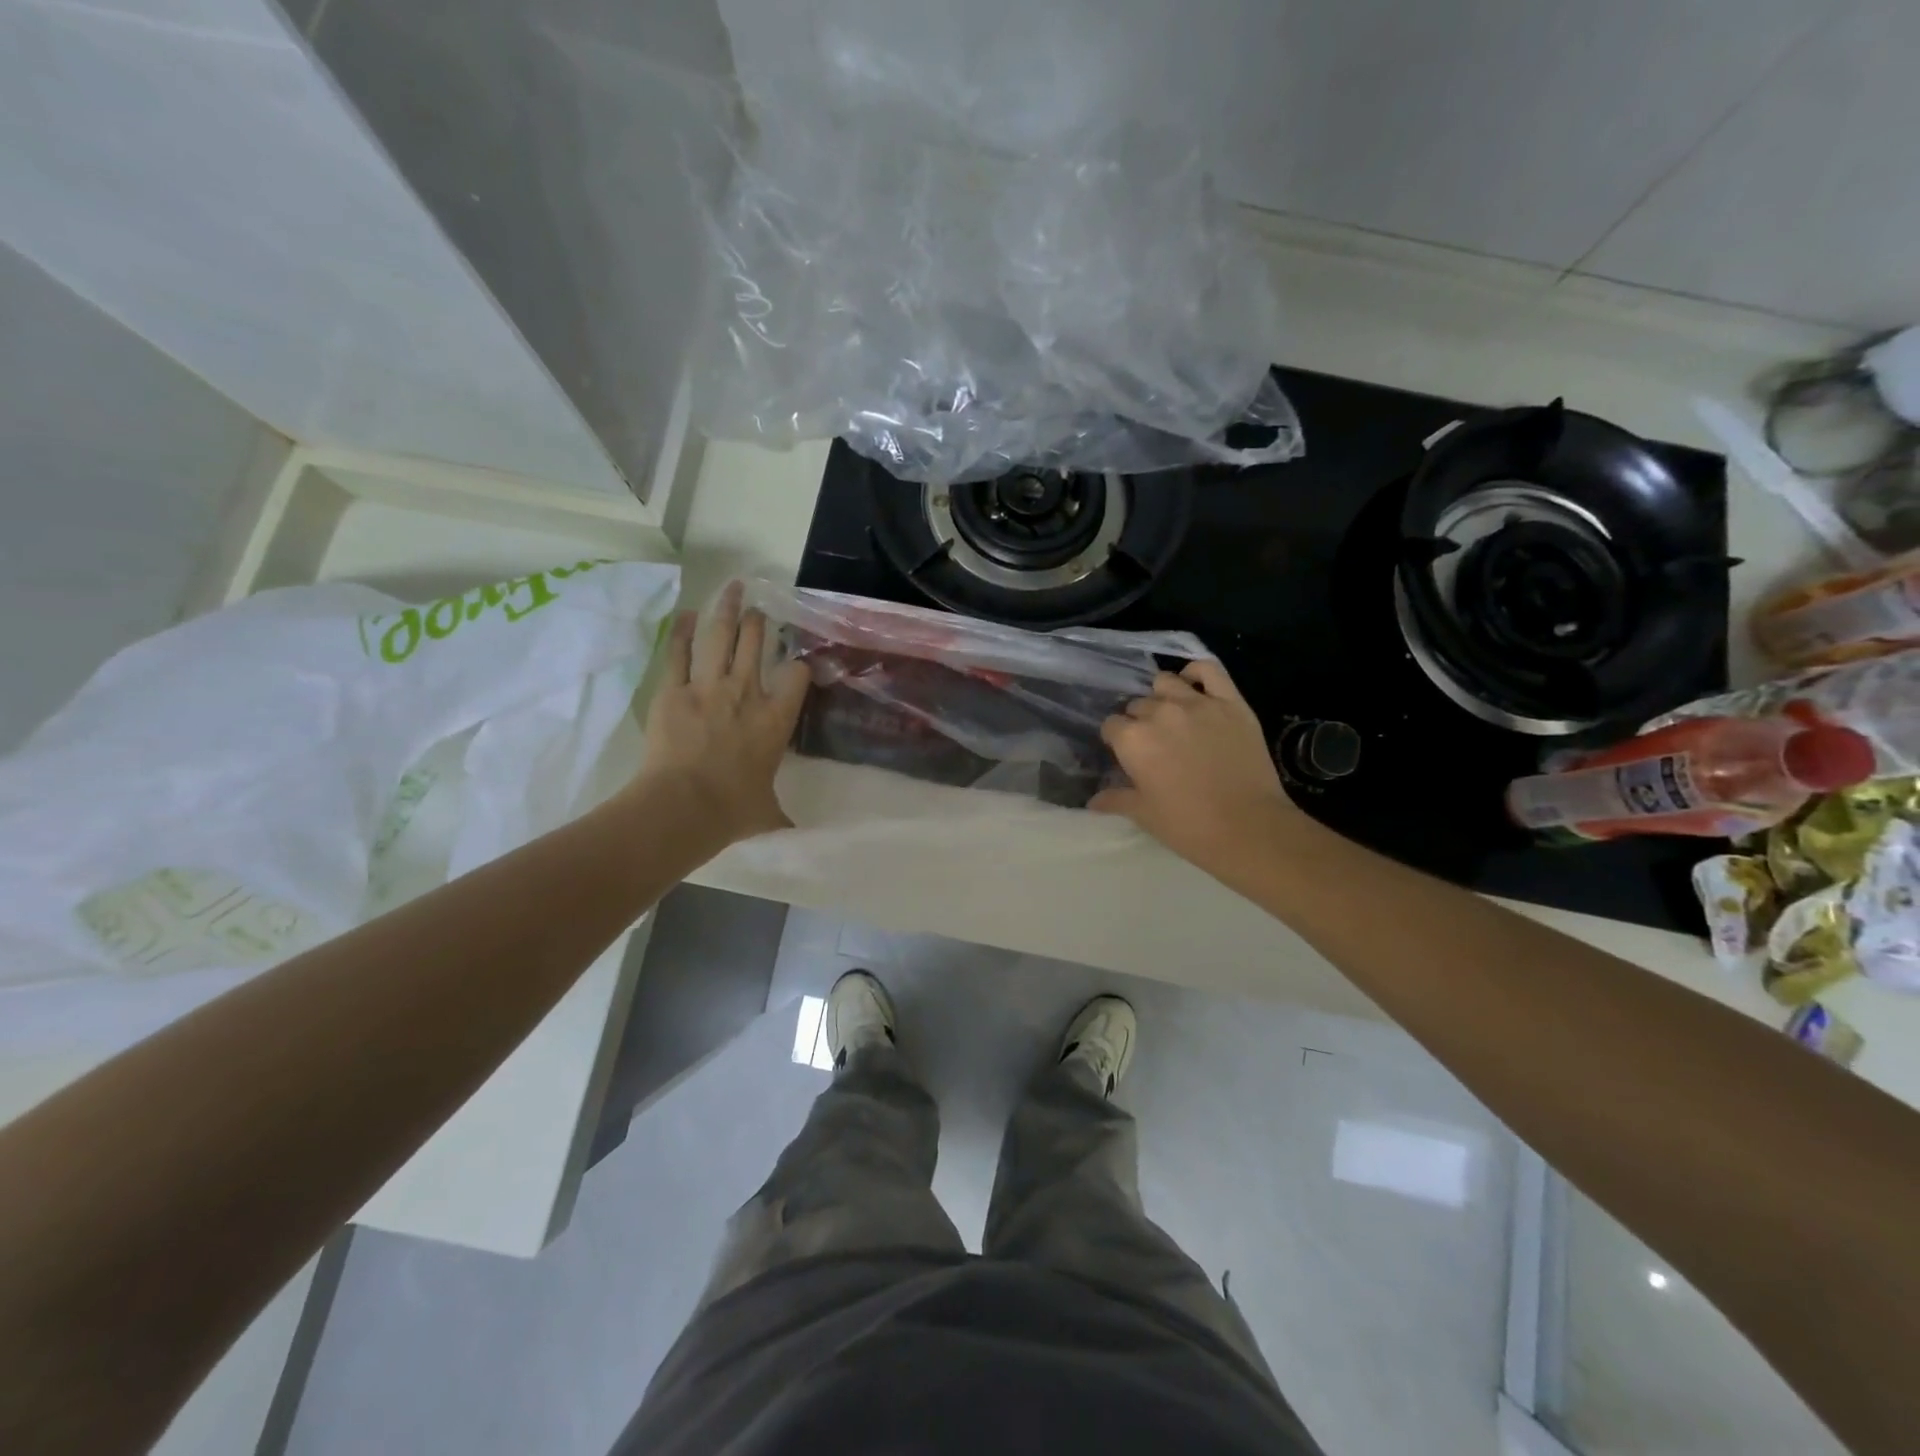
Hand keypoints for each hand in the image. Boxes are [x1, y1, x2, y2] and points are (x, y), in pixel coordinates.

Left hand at [633, 581, 810, 844]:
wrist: (684, 806)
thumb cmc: (733, 810)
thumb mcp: (768, 813)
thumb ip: (780, 816)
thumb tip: (796, 836)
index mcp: (777, 719)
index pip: (798, 676)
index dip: (801, 666)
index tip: (799, 664)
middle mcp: (748, 693)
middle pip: (757, 644)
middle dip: (761, 622)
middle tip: (761, 609)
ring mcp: (709, 686)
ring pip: (722, 636)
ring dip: (728, 609)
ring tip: (734, 587)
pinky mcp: (673, 689)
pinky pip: (679, 652)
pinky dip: (682, 630)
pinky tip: (686, 613)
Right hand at [1090, 660, 1303, 875]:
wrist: (1248, 827)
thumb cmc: (1188, 825)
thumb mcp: (1144, 815)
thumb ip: (1116, 800)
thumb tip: (1093, 800)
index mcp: (1132, 739)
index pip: (1112, 726)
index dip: (1117, 741)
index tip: (1128, 756)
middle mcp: (1159, 712)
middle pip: (1138, 705)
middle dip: (1140, 721)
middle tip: (1154, 744)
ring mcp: (1197, 703)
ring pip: (1166, 682)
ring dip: (1162, 696)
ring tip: (1171, 715)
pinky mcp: (1230, 702)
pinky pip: (1208, 669)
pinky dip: (1196, 671)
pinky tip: (1193, 683)